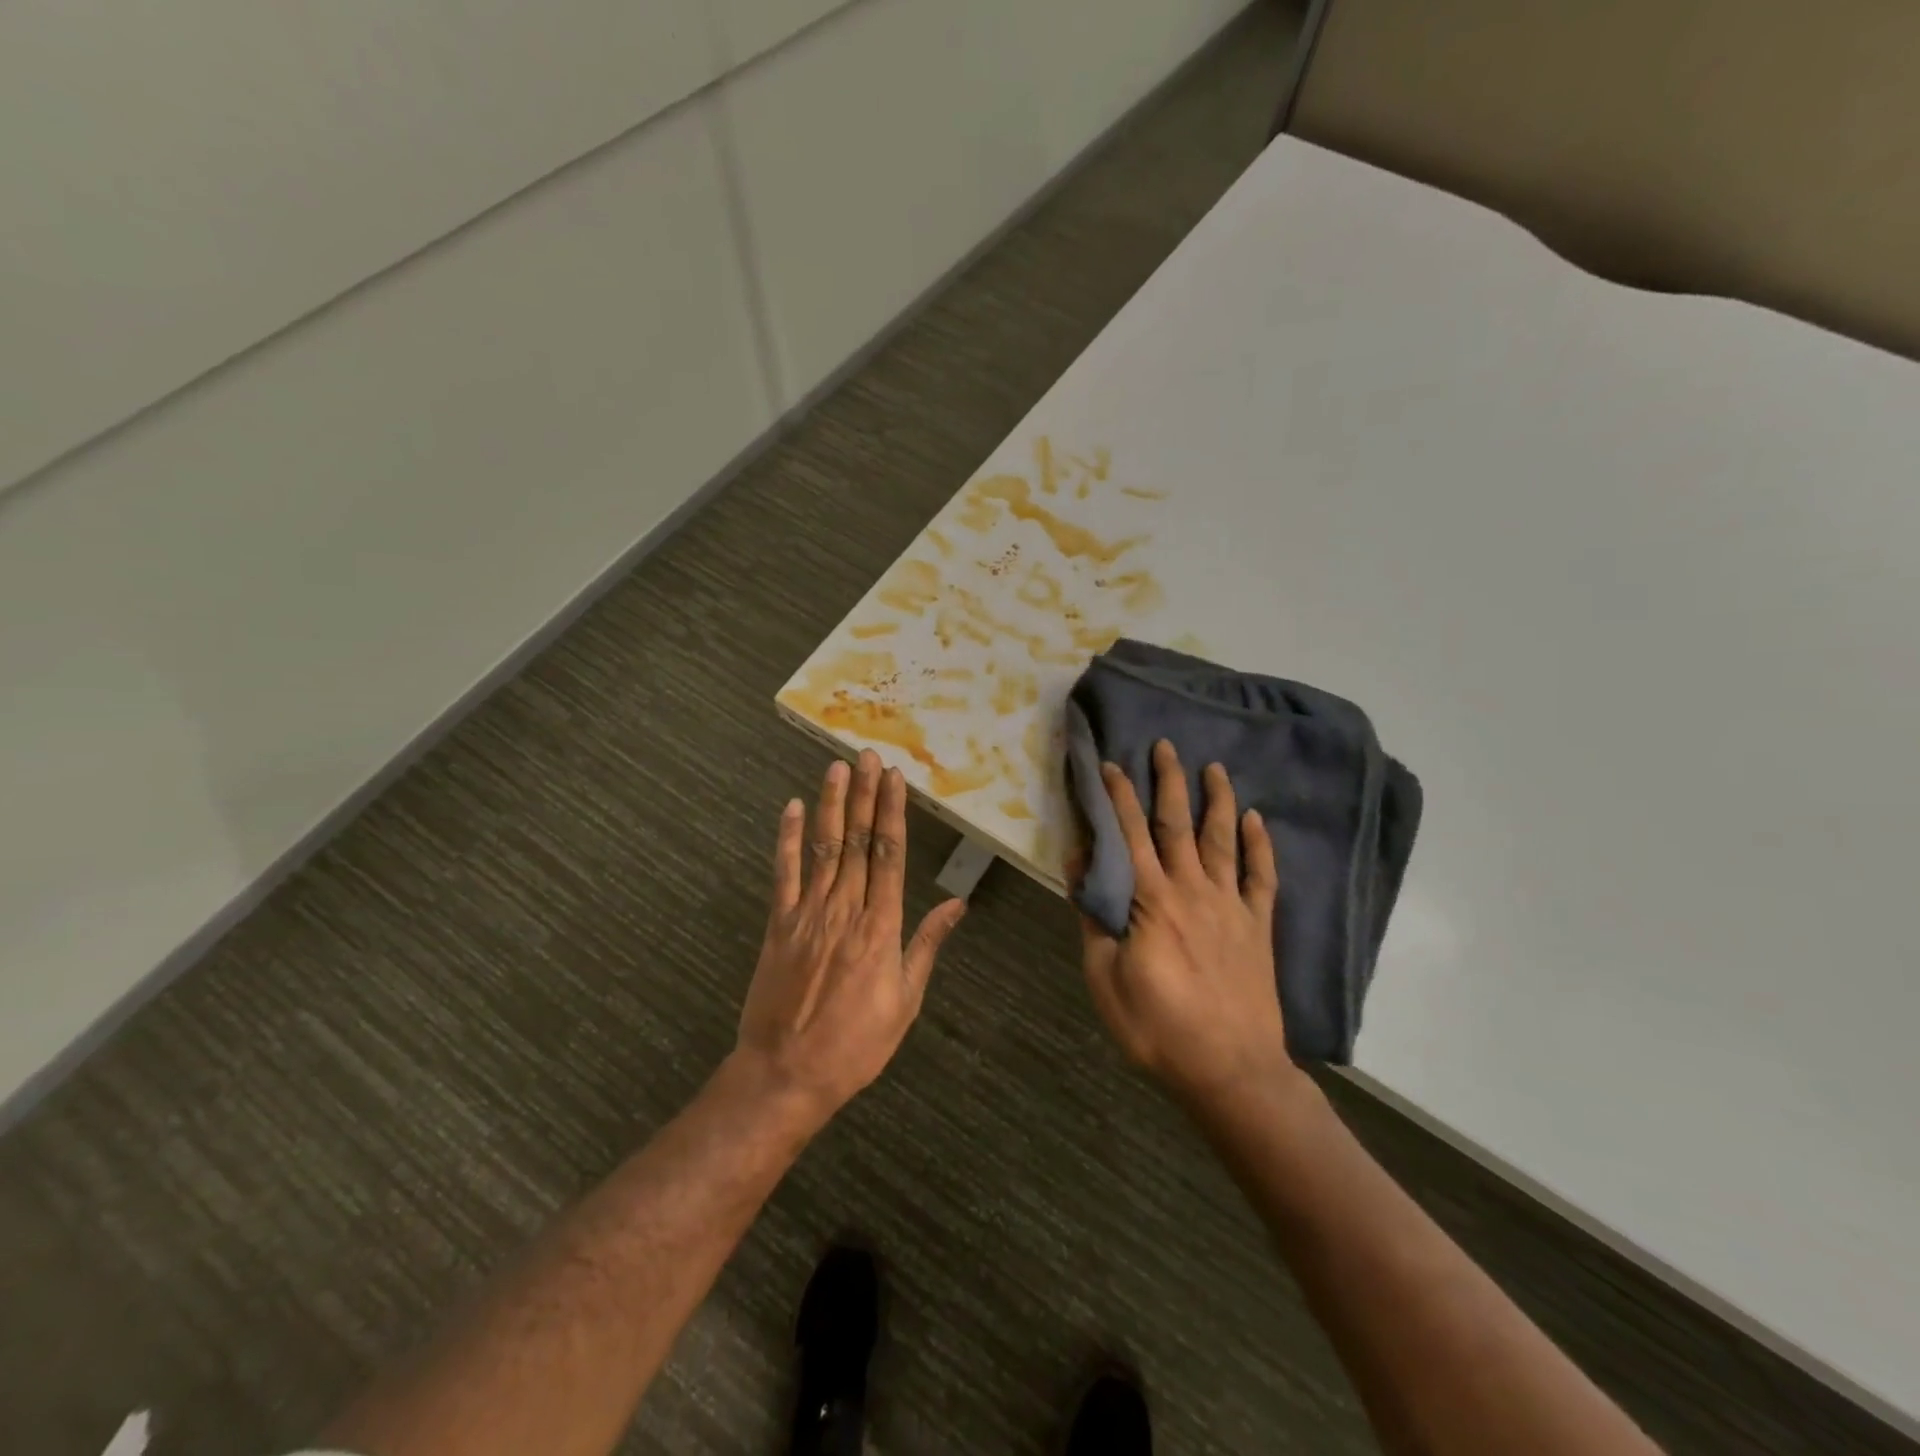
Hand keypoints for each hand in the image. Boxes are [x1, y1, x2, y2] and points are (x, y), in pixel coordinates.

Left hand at [734, 751, 965, 1122]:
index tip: (894, 780)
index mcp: (881, 927)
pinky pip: (783, 874)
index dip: (892, 813)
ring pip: (823, 848)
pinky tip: (792, 808)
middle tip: (869, 756)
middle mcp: (845, 909)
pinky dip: (788, 839)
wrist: (787, 1074)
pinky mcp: (778, 924)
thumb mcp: (905, 1001)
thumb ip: (926, 945)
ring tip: (837, 767)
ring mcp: (807, 914)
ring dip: (831, 804)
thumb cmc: (856, 1044)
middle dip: (864, 795)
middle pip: (858, 841)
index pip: (889, 855)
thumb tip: (957, 904)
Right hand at [1075, 740, 1299, 1107]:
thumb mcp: (1103, 977)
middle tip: (1166, 745)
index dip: (1118, 796)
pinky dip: (1260, 846)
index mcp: (1151, 900)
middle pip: (1178, 824)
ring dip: (1217, 801)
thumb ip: (1092, 918)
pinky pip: (1261, 877)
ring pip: (1222, 840)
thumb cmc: (1157, 1028)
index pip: (1129, 835)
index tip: (1110, 764)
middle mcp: (1192, 890)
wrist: (1230, 1071)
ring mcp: (1231, 906)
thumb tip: (1080, 865)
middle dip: (1169, 782)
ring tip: (1213, 768)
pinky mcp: (1259, 927)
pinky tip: (1256, 821)